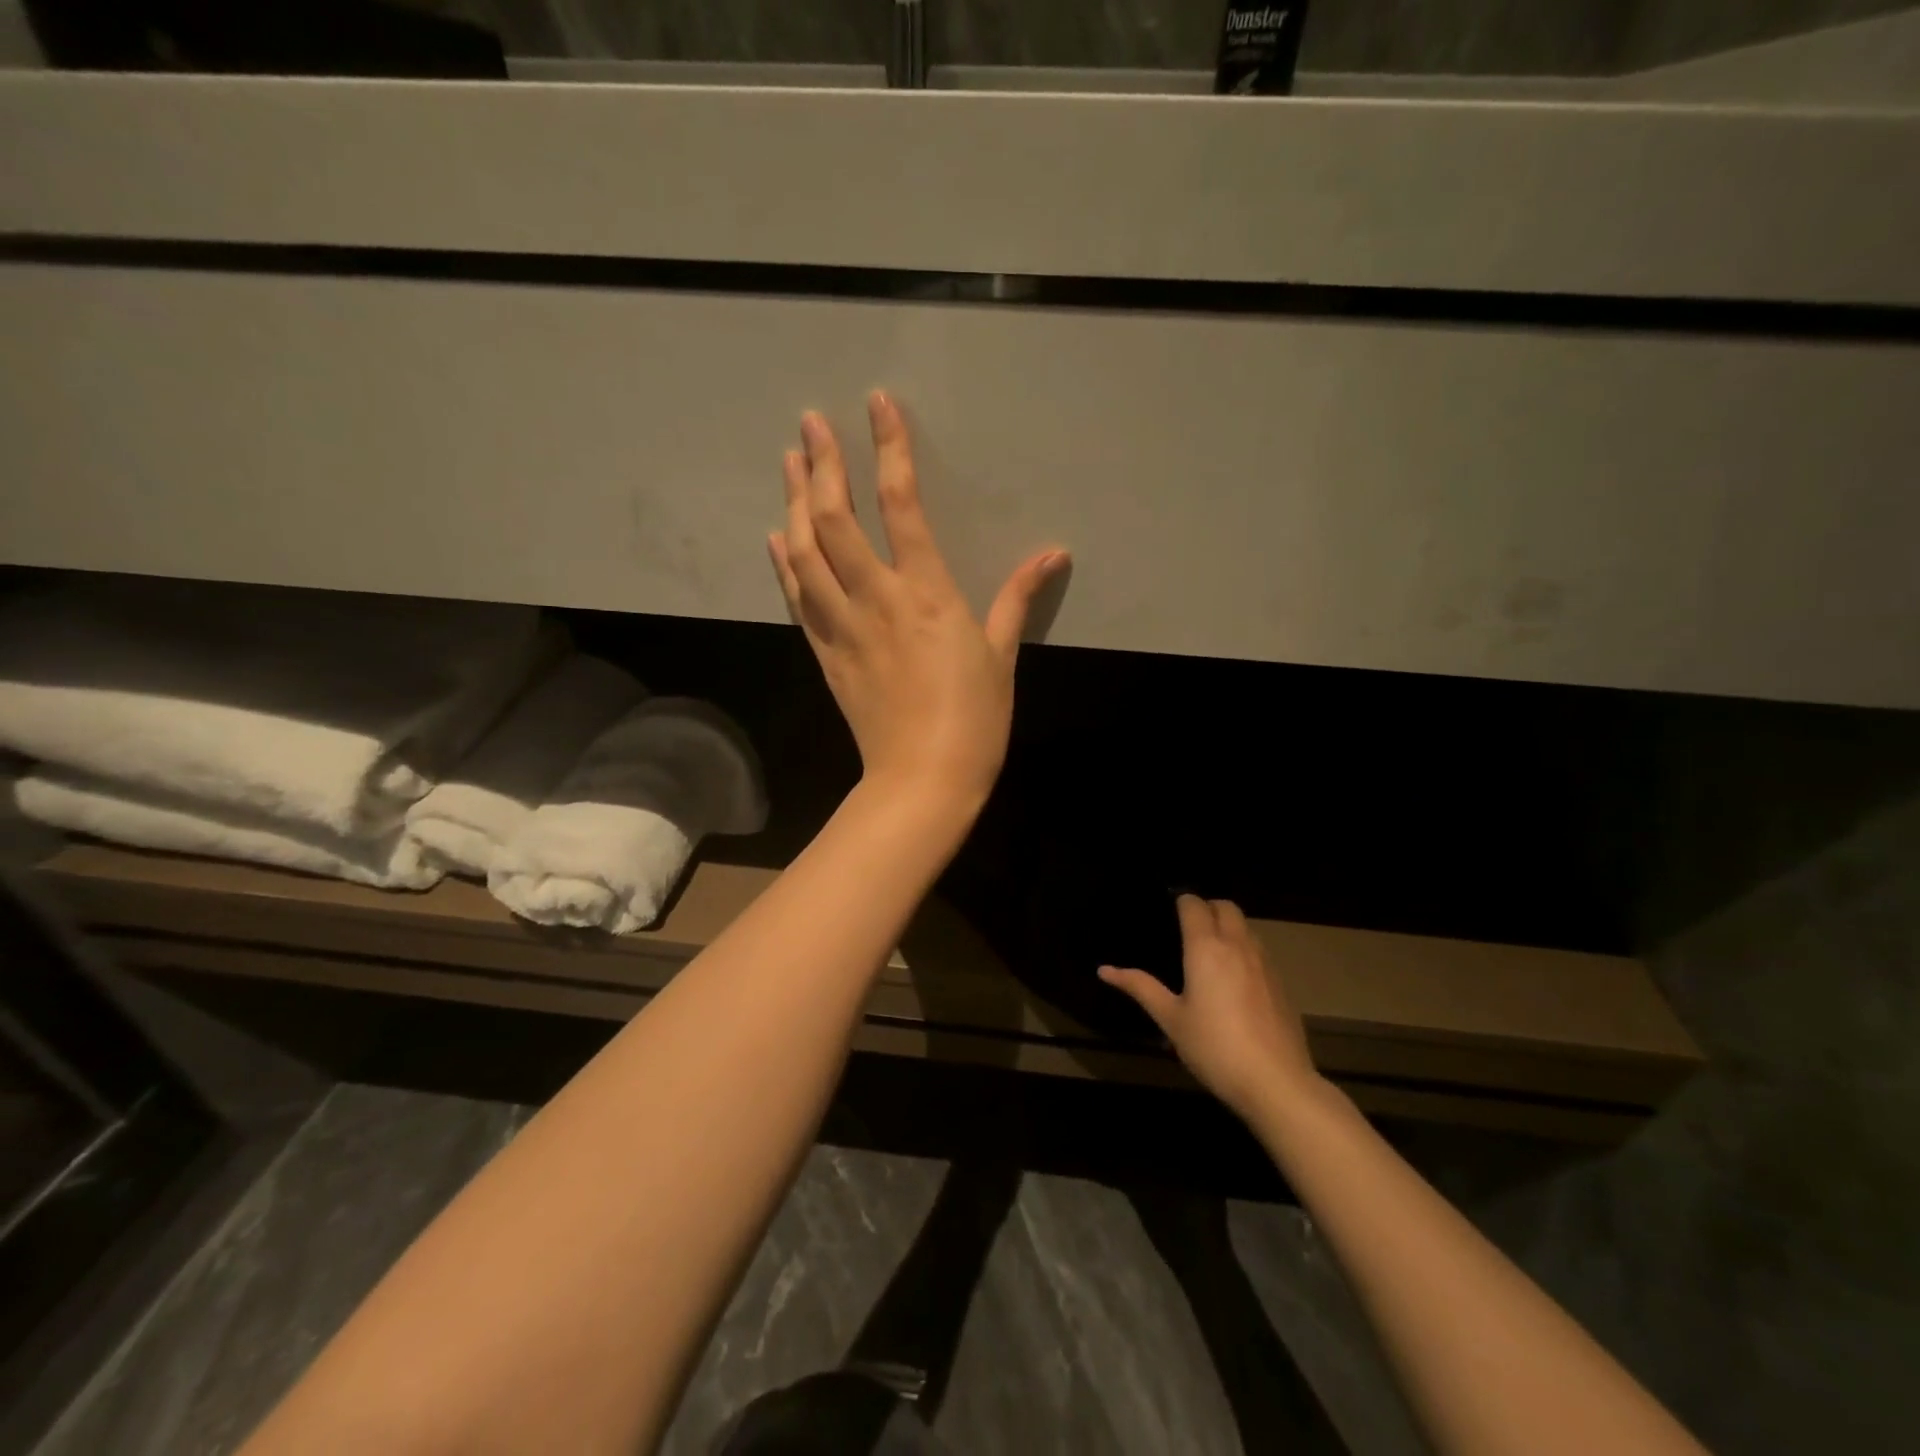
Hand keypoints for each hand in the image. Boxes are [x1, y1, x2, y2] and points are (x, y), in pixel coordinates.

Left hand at [769, 392, 1066, 809]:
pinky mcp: (826, 654)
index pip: (901, 505)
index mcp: (926, 593)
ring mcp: (843, 627)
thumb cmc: (974, 719)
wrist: (923, 779)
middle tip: (811, 424)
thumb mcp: (1001, 655)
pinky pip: (798, 598)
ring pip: (805, 553)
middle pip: (836, 519)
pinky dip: (785, 562)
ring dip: (794, 502)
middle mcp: (876, 599)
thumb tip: (1053, 554)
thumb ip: (1017, 598)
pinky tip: (778, 537)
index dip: (889, 449)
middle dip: (821, 465)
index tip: (877, 405)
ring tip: (789, 462)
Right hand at [1100, 895, 1321, 1120]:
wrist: (1276, 1082)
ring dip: (1229, 926)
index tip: (1169, 911)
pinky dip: (1245, 949)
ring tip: (1210, 950)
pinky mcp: (1282, 984)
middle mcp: (1238, 946)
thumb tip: (1104, 969)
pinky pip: (1261, 951)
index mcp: (1206, 948)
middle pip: (1226, 906)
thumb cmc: (1214, 1047)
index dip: (1181, 901)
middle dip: (1207, 907)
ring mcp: (1265, 963)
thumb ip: (1140, 987)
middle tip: (1189, 926)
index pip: (1194, 905)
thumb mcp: (1170, 1019)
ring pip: (1247, 927)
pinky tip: (1235, 979)